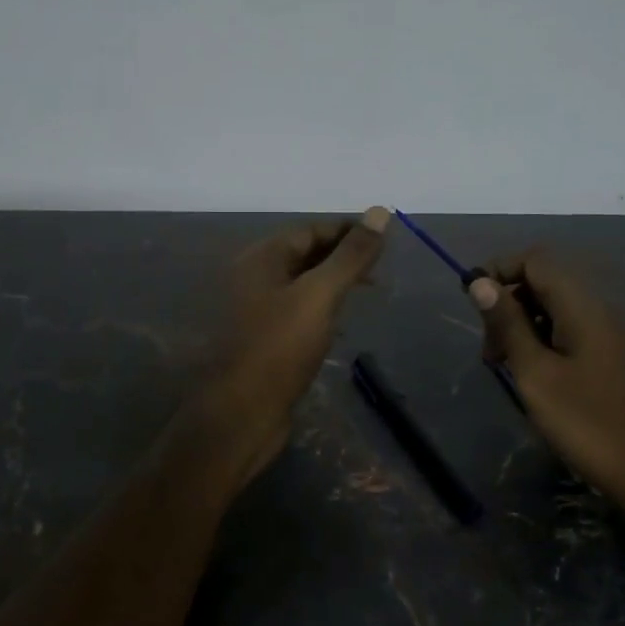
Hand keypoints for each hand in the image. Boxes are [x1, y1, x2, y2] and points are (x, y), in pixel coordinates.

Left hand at [188, 207, 389, 482]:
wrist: (239, 414)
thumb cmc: (278, 348)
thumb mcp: (319, 295)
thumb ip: (350, 256)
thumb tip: (380, 211)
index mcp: (261, 259)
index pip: (310, 230)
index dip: (347, 231)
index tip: (384, 239)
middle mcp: (253, 278)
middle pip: (304, 255)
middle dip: (342, 258)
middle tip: (380, 270)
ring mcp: (255, 312)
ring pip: (301, 286)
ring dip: (333, 285)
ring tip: (368, 293)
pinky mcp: (261, 341)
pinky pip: (296, 314)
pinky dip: (321, 311)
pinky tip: (341, 325)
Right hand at [469, 251, 624, 511]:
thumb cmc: (589, 424)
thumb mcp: (536, 375)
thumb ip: (508, 325)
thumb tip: (480, 283)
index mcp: (583, 307)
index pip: (536, 260)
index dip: (499, 271)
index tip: (472, 304)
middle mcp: (603, 309)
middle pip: (547, 282)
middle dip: (509, 304)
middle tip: (490, 352)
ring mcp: (616, 333)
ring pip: (560, 309)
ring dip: (526, 325)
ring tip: (509, 367)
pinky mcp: (621, 356)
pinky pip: (576, 331)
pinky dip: (548, 341)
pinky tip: (538, 377)